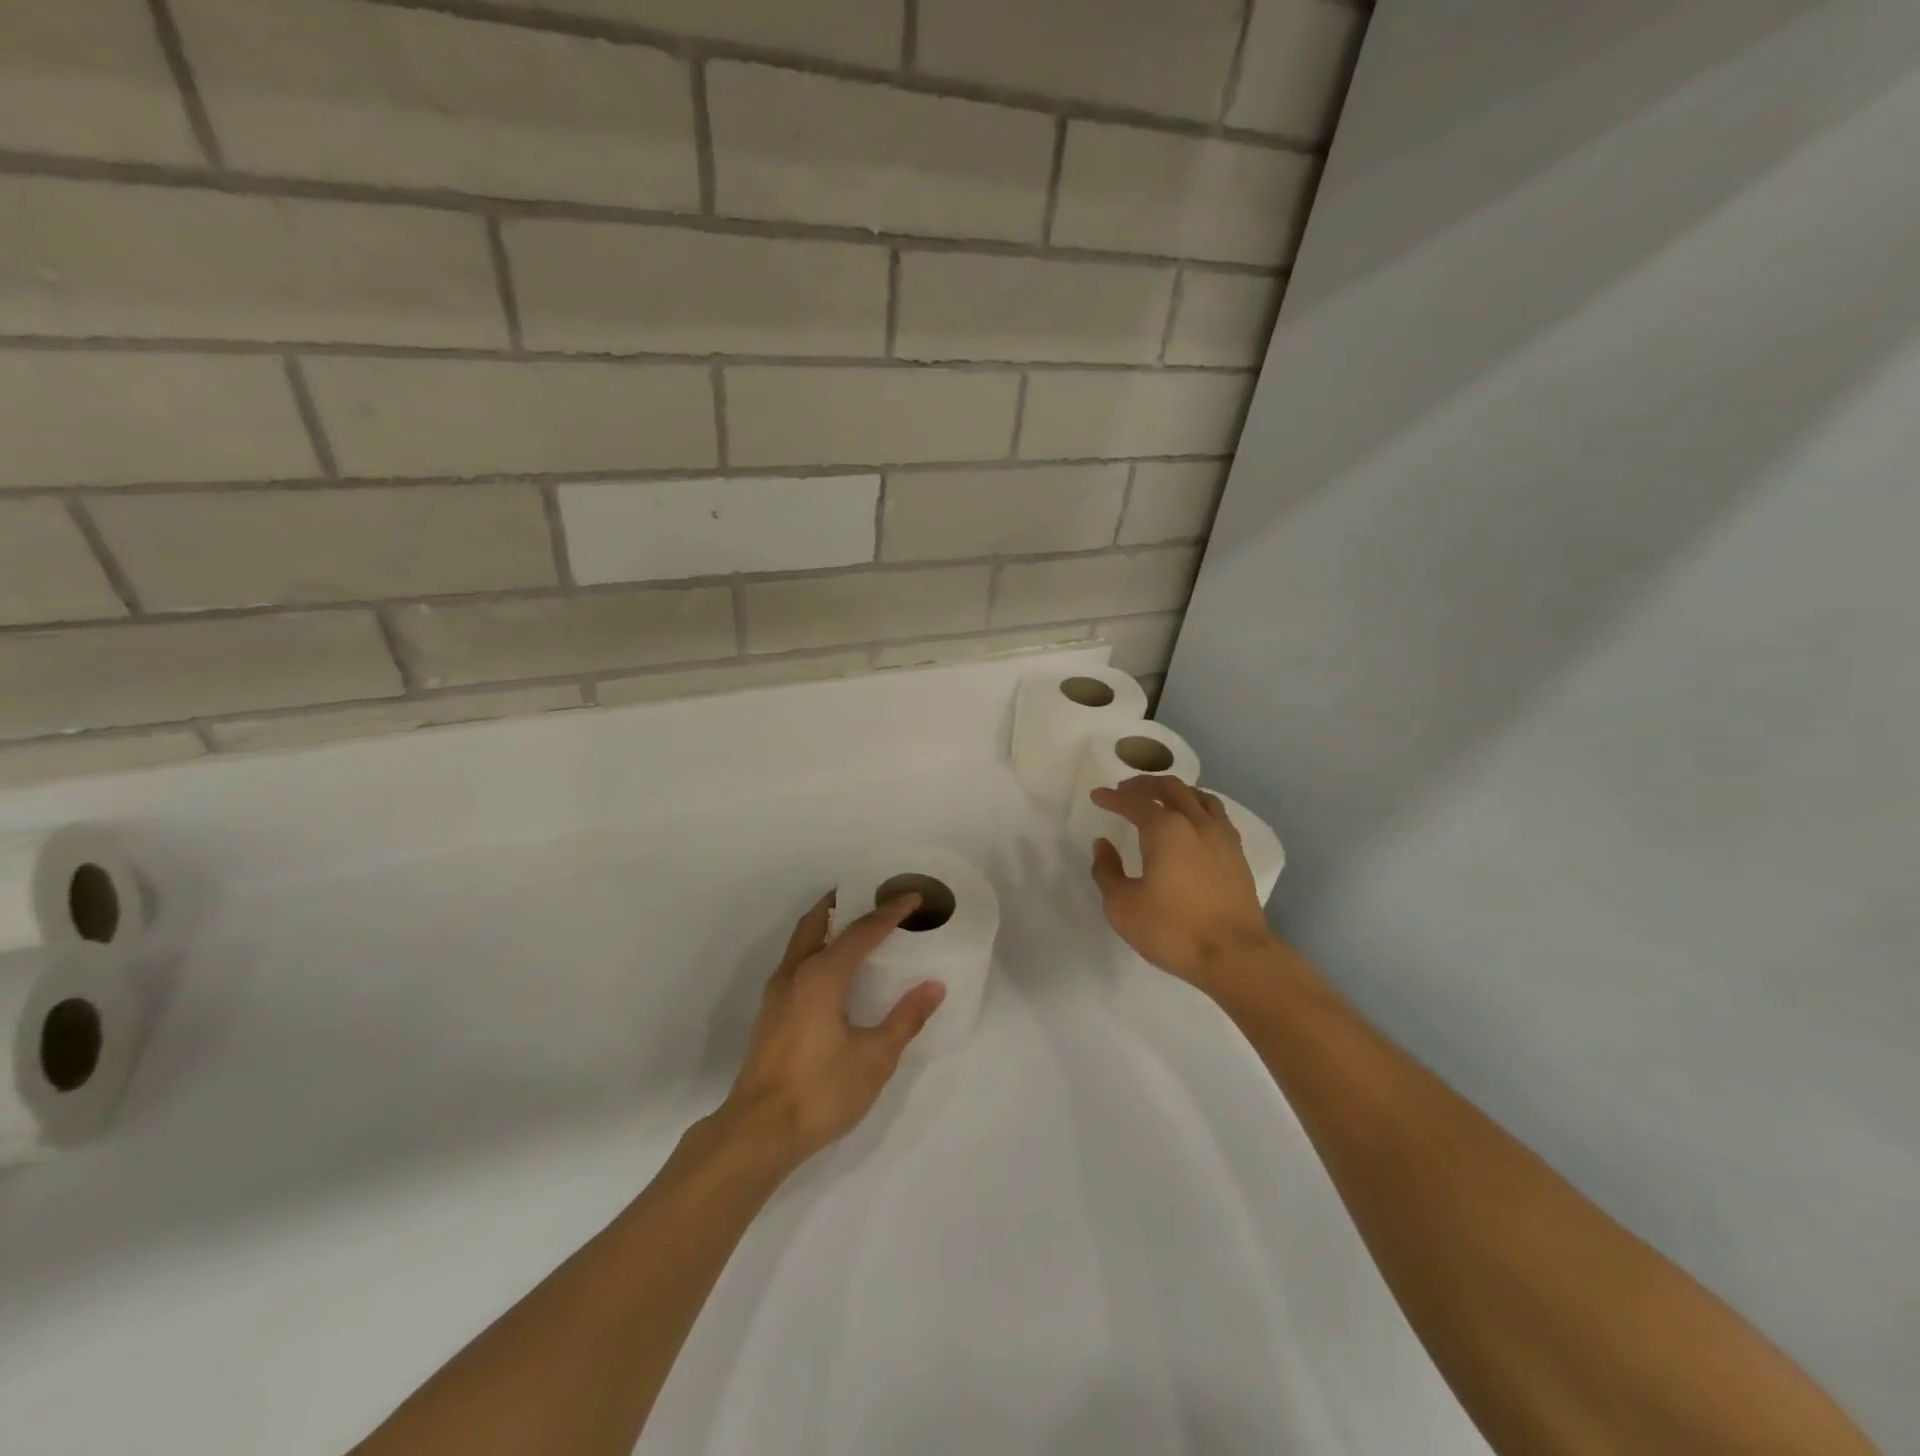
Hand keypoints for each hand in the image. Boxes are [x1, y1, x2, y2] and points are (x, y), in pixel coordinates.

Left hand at [717, 892, 944, 1169]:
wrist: (758, 1132)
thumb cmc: (821, 1090)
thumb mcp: (875, 1057)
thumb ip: (905, 1018)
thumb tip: (934, 986)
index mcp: (822, 976)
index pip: (862, 931)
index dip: (890, 912)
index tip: (913, 897)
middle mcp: (795, 973)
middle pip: (818, 922)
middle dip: (844, 903)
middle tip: (872, 896)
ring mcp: (777, 993)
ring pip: (802, 941)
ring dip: (827, 926)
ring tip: (856, 928)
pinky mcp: (770, 1014)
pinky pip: (797, 962)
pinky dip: (817, 949)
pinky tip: (835, 973)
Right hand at [1090, 775, 1276, 995]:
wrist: (1235, 956)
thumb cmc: (1173, 930)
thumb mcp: (1123, 906)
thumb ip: (1107, 871)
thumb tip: (1103, 845)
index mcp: (1165, 830)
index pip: (1135, 801)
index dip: (1113, 797)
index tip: (1097, 796)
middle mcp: (1195, 823)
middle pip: (1170, 787)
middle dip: (1144, 785)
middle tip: (1125, 791)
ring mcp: (1222, 837)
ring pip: (1198, 796)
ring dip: (1175, 791)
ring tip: (1161, 800)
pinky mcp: (1237, 855)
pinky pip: (1216, 815)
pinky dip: (1198, 808)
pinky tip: (1193, 823)